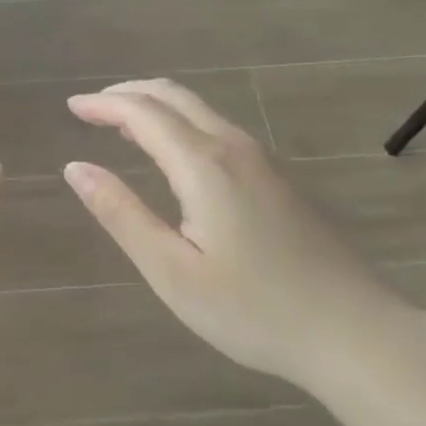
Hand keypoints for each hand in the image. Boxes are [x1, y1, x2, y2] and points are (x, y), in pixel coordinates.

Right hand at [64, 79, 410, 390]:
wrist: (354, 331)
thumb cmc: (253, 309)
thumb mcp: (172, 271)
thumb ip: (121, 214)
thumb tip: (75, 168)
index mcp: (203, 164)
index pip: (143, 114)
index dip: (103, 105)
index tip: (71, 107)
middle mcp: (232, 147)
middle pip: (173, 96)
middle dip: (127, 93)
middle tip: (91, 107)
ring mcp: (259, 159)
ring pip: (198, 108)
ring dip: (155, 104)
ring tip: (121, 121)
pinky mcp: (275, 177)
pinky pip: (215, 126)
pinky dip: (180, 120)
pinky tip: (172, 148)